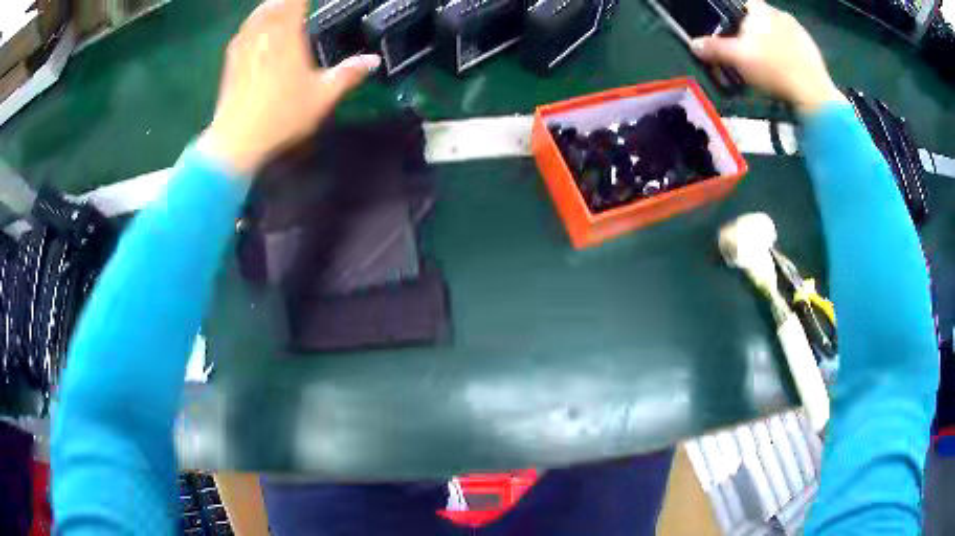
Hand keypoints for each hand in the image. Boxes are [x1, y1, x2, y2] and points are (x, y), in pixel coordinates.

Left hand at [199, 0, 380, 173]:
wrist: (237, 139)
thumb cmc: (281, 116)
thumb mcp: (322, 97)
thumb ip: (348, 74)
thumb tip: (374, 60)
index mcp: (288, 36)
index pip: (296, 1)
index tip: (311, 0)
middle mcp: (264, 34)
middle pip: (276, 3)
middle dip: (288, 1)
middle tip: (299, 4)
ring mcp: (245, 46)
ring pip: (257, 13)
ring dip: (271, 6)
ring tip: (281, 8)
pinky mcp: (231, 61)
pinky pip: (243, 31)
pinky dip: (253, 23)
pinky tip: (257, 29)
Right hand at [690, 0, 843, 113]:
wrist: (813, 93)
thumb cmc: (773, 69)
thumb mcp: (738, 59)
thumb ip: (715, 49)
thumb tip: (694, 44)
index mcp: (761, 10)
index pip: (744, 4)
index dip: (737, 16)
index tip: (735, 33)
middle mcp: (780, 14)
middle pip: (762, 19)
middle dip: (756, 32)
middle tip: (751, 53)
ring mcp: (800, 31)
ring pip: (779, 32)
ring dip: (773, 44)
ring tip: (769, 66)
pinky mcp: (813, 48)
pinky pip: (795, 46)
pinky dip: (789, 55)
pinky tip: (786, 72)